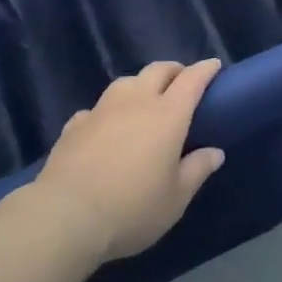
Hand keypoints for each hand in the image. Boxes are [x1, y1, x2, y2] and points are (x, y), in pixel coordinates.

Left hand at [34, 59, 226, 263]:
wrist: (66, 215)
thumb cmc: (131, 208)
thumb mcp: (175, 199)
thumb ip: (197, 170)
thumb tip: (215, 152)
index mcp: (167, 115)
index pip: (191, 80)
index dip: (204, 70)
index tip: (214, 66)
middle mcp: (136, 101)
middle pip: (158, 70)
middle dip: (174, 70)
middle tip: (181, 82)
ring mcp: (102, 109)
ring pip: (126, 81)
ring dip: (141, 84)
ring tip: (144, 101)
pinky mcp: (75, 123)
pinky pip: (98, 107)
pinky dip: (109, 111)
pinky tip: (106, 127)